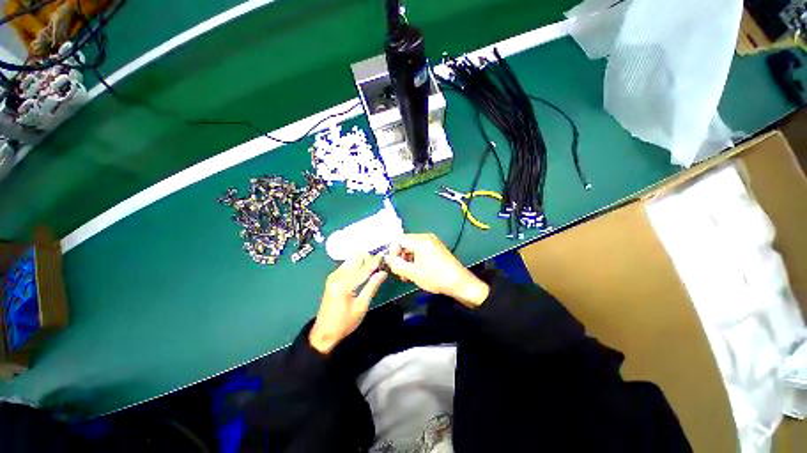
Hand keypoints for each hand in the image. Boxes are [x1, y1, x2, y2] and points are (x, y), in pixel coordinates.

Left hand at [309, 253, 387, 354]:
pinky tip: (364, 272)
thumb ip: (372, 286)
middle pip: (355, 258)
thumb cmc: (344, 323)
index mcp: (344, 283)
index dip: (376, 261)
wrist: (324, 332)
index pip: (364, 268)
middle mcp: (337, 275)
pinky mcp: (333, 278)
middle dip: (368, 258)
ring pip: (351, 260)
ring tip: (374, 268)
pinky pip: (347, 265)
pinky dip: (357, 265)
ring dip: (363, 261)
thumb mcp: (361, 306)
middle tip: (380, 263)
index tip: (385, 255)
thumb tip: (383, 273)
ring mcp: (333, 276)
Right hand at [385, 233, 489, 307]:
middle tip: (399, 272)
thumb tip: (386, 258)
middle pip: (406, 243)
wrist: (460, 283)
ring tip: (408, 275)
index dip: (393, 251)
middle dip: (400, 257)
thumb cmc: (436, 277)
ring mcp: (433, 242)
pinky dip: (416, 259)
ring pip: (413, 248)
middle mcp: (426, 237)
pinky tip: (416, 271)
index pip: (399, 239)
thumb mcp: (413, 273)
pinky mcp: (437, 248)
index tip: (393, 264)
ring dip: (407, 260)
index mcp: (420, 240)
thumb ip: (396, 264)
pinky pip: (421, 250)